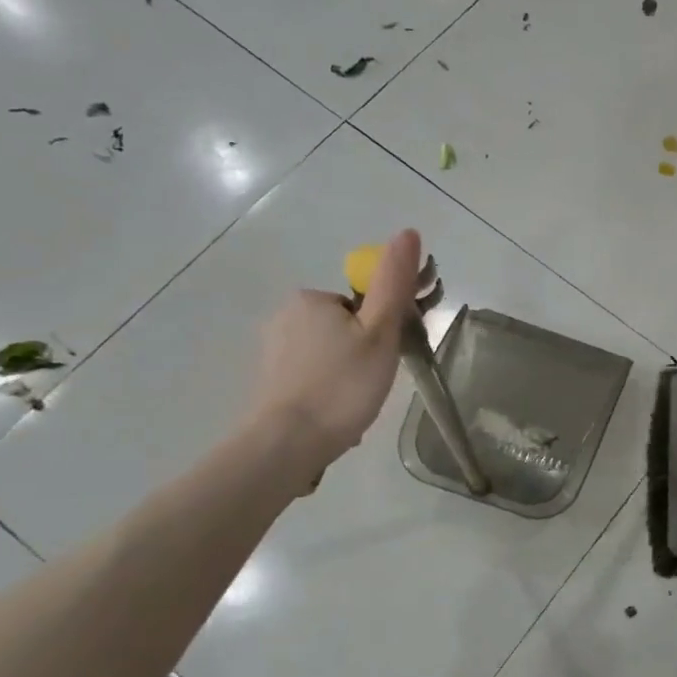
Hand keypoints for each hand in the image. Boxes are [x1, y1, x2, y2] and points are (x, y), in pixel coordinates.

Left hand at [243, 229, 422, 483]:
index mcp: (311, 298)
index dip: (383, 328)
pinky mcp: (268, 381)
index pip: (362, 304)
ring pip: (329, 354)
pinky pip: (312, 376)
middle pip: (345, 328)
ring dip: (348, 374)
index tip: (388, 357)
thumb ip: (394, 283)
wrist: (288, 444)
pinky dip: (329, 390)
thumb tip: (409, 232)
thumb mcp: (380, 331)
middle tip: (375, 383)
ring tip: (356, 405)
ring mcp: (272, 350)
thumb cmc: (342, 385)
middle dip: (365, 352)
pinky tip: (336, 414)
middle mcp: (285, 316)